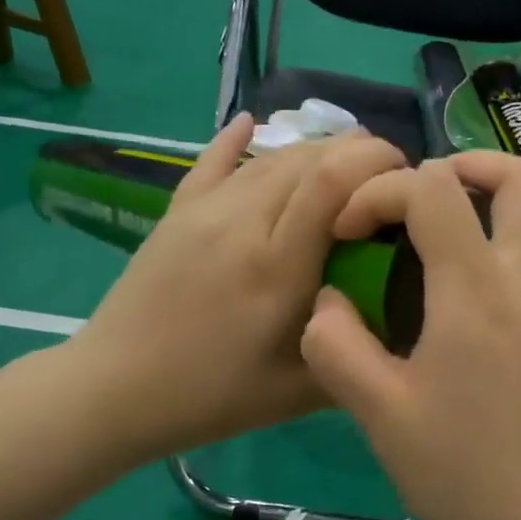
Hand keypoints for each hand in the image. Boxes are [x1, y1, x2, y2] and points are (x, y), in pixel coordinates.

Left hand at [71, 115, 404, 466]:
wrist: (114, 390)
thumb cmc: (211, 397)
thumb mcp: (298, 393)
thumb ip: (354, 351)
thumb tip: (401, 320)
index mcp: (277, 265)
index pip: (333, 181)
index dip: (375, 161)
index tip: (406, 173)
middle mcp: (242, 222)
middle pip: (307, 158)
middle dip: (356, 153)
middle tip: (385, 175)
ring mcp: (203, 211)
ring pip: (268, 158)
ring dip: (313, 151)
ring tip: (342, 162)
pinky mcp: (175, 212)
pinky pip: (211, 161)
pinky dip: (236, 140)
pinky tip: (251, 122)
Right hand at [300, 153, 520, 519]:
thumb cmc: (464, 476)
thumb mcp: (379, 416)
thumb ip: (338, 346)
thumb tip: (328, 300)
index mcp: (475, 293)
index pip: (434, 190)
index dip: (382, 191)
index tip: (351, 229)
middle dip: (464, 166)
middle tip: (423, 199)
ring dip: (514, 197)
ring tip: (471, 224)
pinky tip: (500, 275)